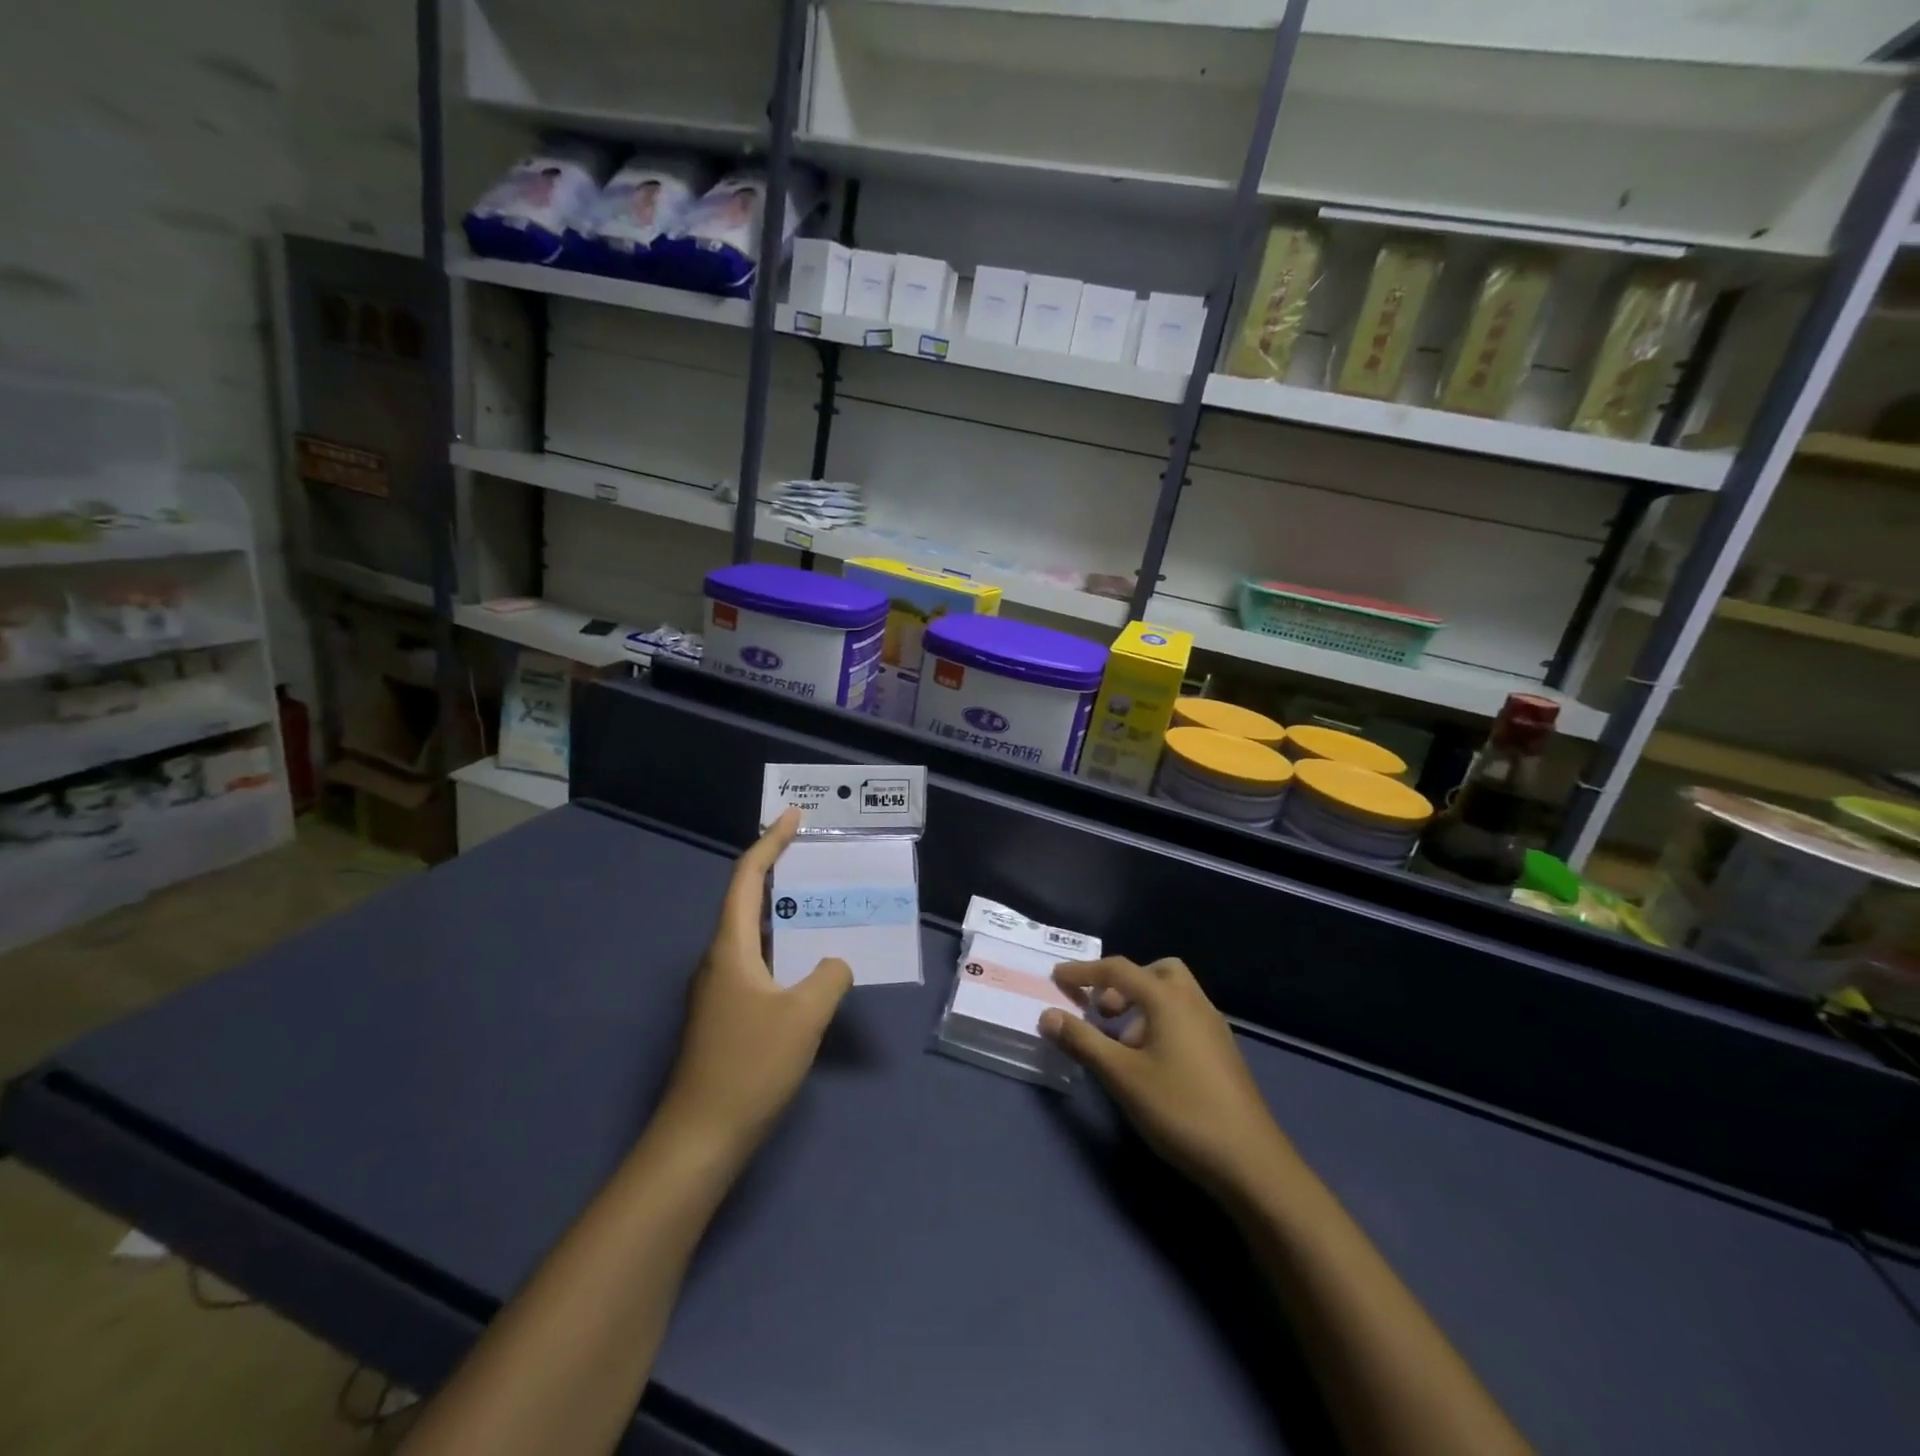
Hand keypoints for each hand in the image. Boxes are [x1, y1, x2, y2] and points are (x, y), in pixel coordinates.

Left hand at [658, 809, 852, 1154]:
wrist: (700, 1137)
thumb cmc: (750, 1065)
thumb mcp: (804, 1015)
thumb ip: (829, 976)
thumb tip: (834, 964)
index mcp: (731, 947)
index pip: (747, 877)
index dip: (770, 842)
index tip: (793, 816)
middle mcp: (719, 960)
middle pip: (747, 901)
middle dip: (780, 874)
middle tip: (817, 859)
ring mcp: (718, 990)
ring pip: (754, 936)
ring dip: (784, 916)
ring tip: (820, 906)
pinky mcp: (725, 1015)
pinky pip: (758, 965)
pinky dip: (783, 951)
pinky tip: (809, 966)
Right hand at [1040, 957, 1294, 1202]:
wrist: (1250, 1162)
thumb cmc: (1180, 1110)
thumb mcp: (1122, 1076)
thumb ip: (1082, 1041)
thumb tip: (1047, 1014)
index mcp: (1168, 999)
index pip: (1118, 970)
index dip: (1084, 971)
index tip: (1057, 977)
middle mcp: (1194, 1003)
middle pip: (1155, 971)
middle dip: (1123, 983)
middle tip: (1102, 1011)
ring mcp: (1213, 1027)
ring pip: (1173, 995)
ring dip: (1142, 1005)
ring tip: (1122, 1044)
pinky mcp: (1222, 1052)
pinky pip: (1185, 1017)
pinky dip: (1160, 1022)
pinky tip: (1150, 1062)